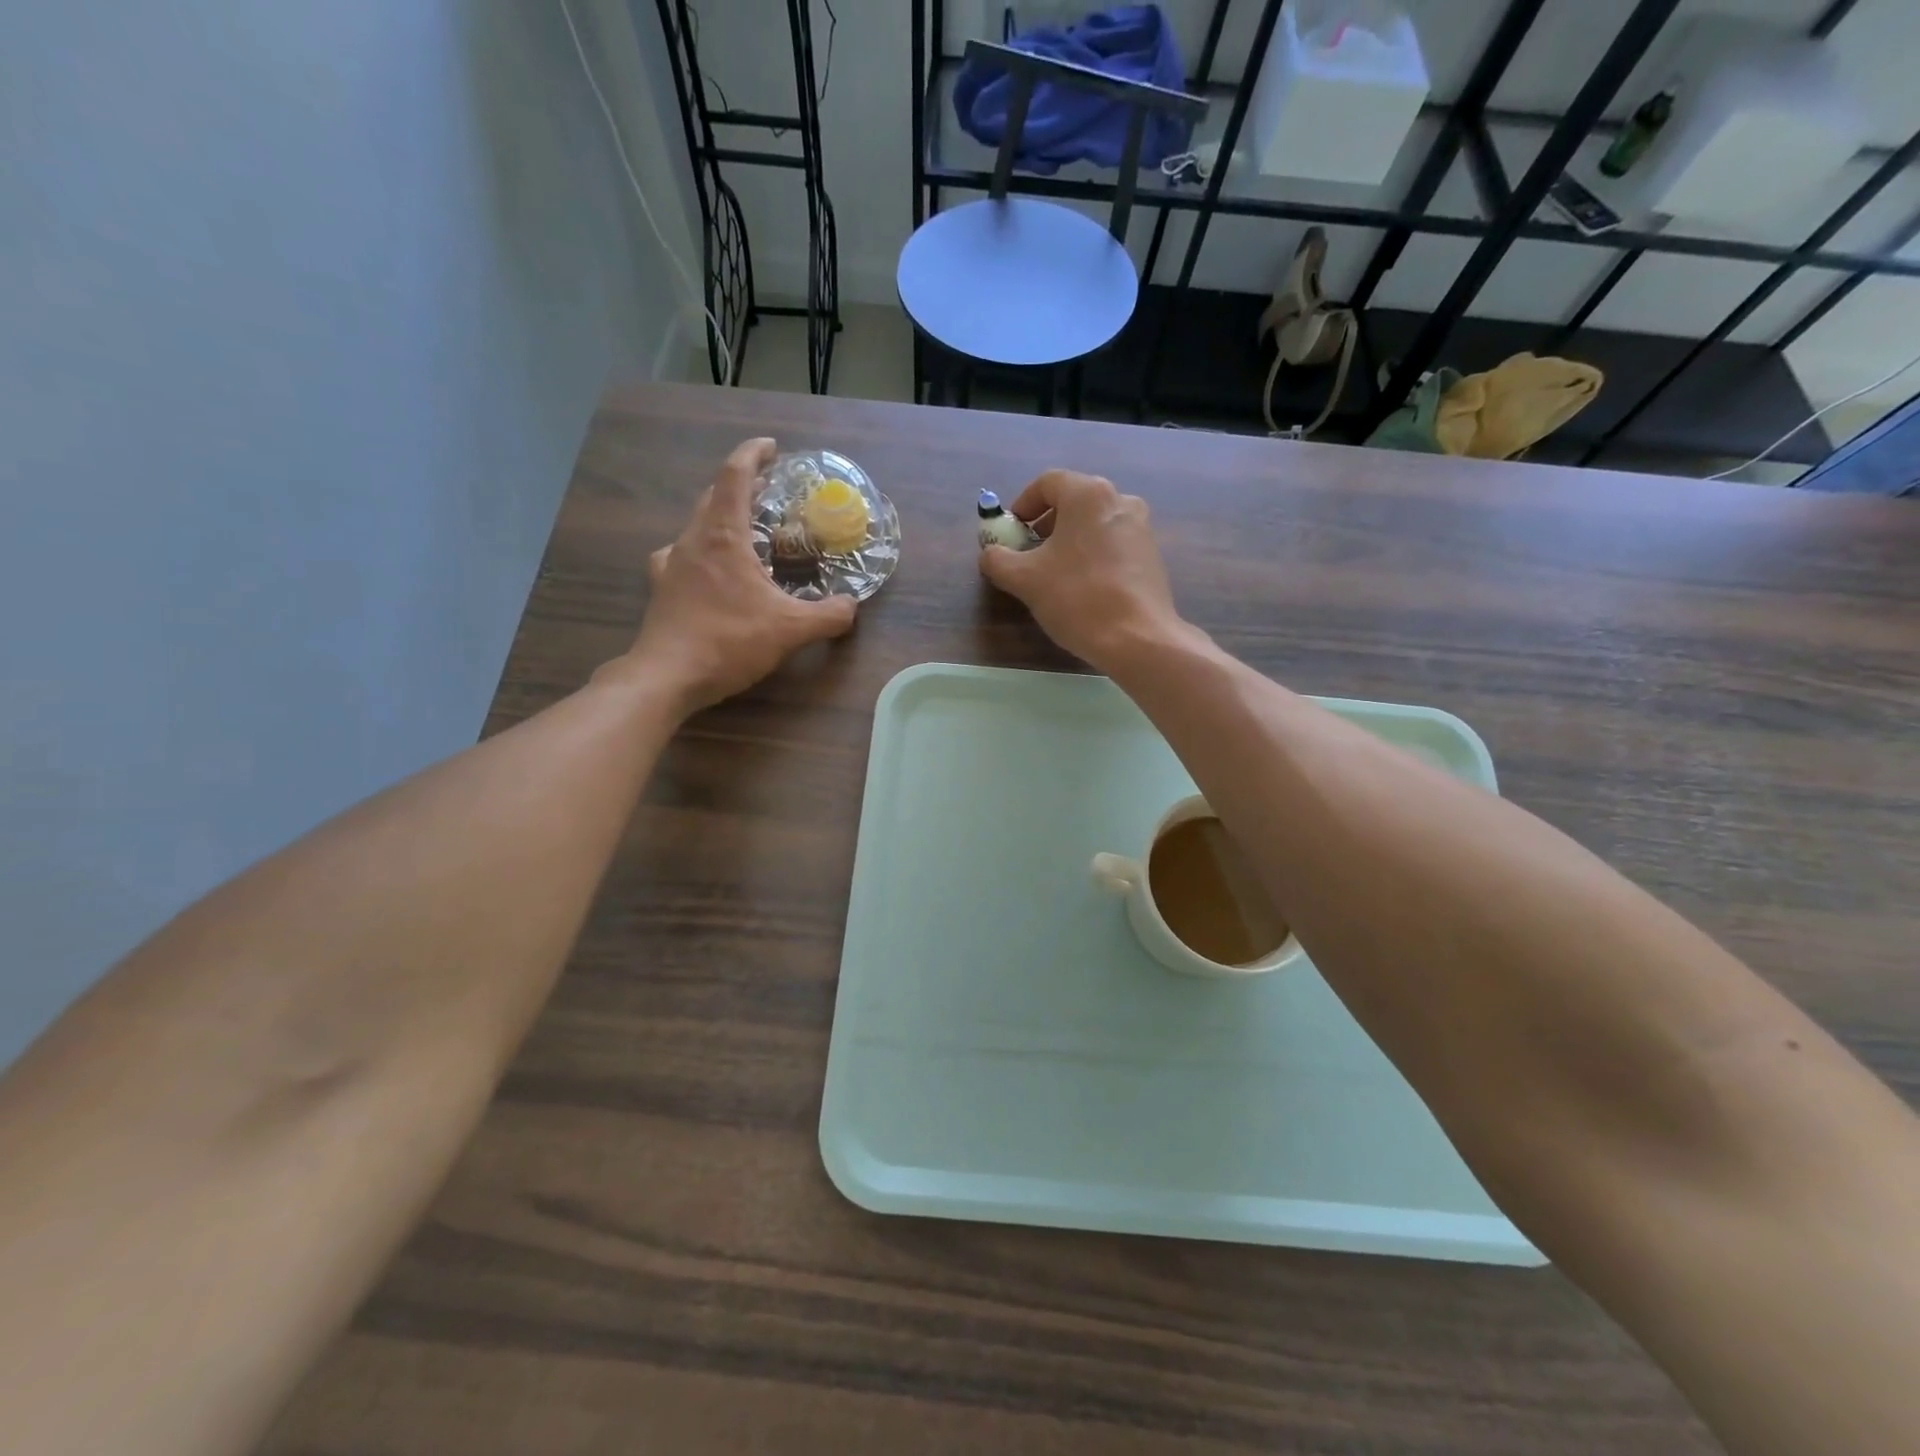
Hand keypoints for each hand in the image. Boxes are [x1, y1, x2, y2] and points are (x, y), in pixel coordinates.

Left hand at [620, 437, 855, 713]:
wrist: (667, 676)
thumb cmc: (728, 641)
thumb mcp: (790, 629)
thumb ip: (828, 616)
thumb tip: (852, 607)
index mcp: (722, 535)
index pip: (734, 475)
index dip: (753, 454)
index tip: (771, 448)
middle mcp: (691, 539)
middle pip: (714, 496)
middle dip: (743, 487)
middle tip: (770, 493)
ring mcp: (670, 563)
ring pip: (698, 526)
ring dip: (723, 519)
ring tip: (747, 533)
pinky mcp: (661, 588)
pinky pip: (685, 556)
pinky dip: (704, 552)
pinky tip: (712, 572)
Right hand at [978, 469, 1184, 668]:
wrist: (1137, 638)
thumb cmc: (1077, 598)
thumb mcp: (1024, 579)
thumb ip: (998, 560)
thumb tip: (990, 554)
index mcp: (1088, 494)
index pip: (1047, 483)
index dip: (1023, 504)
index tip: (1011, 531)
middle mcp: (1120, 500)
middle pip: (1073, 501)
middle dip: (1045, 524)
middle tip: (1028, 552)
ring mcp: (1141, 528)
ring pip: (1094, 523)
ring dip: (1068, 540)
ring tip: (1053, 573)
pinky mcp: (1151, 555)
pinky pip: (1112, 543)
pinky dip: (1091, 554)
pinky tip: (1082, 586)